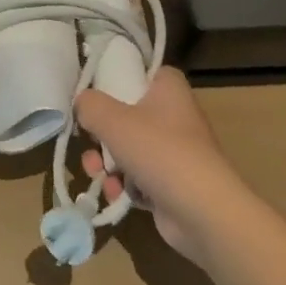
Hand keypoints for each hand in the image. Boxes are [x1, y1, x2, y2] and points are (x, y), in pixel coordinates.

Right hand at [76, 68, 253, 264]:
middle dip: (101, 133)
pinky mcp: (172, 184)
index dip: (119, 78)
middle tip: (88, 142)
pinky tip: (115, 195)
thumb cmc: (160, 152)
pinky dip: (124, 185)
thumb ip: (90, 105)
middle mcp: (175, 116)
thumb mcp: (113, 120)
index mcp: (169, 89)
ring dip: (107, 162)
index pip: (143, 71)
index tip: (96, 93)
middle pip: (128, 114)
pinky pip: (139, 177)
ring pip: (129, 148)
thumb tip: (81, 103)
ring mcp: (175, 152)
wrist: (204, 213)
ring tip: (96, 174)